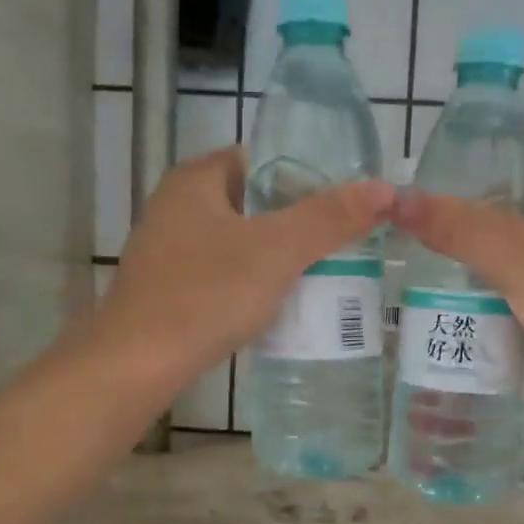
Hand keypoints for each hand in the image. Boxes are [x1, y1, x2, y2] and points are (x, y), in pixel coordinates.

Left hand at [91, 145, 394, 394]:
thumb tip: (385, 189)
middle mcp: (176, 207)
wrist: (138, 364)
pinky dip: (251, 286)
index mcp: (196, 180)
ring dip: (275, 258)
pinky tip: (277, 308)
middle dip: (295, 223)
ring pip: (238, 244)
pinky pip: (223, 276)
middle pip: (252, 204)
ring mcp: (168, 251)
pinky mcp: (169, 290)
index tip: (341, 206)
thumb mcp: (277, 252)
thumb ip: (330, 219)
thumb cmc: (207, 295)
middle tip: (340, 244)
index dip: (304, 177)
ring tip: (320, 277)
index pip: (260, 160)